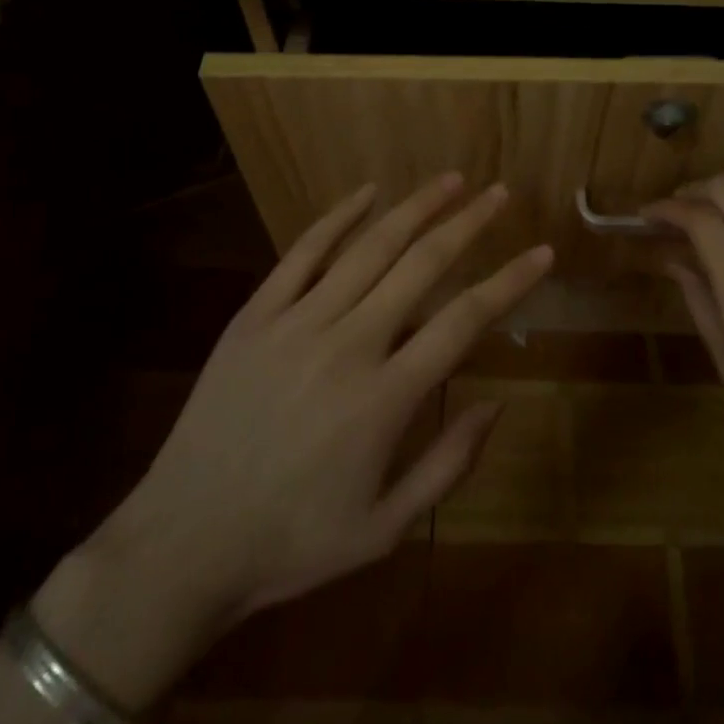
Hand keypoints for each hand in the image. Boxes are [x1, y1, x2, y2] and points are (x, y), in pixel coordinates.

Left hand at [33, 175, 552, 709]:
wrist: (183, 543)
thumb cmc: (292, 541)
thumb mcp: (384, 530)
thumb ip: (447, 464)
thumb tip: (498, 403)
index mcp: (385, 398)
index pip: (464, 320)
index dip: (509, 282)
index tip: (541, 253)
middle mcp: (349, 345)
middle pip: (421, 266)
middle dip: (468, 224)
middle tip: (499, 193)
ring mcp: (297, 323)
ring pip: (369, 248)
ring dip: (415, 208)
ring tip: (451, 180)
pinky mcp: (256, 315)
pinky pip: (303, 252)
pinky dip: (338, 217)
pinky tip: (368, 191)